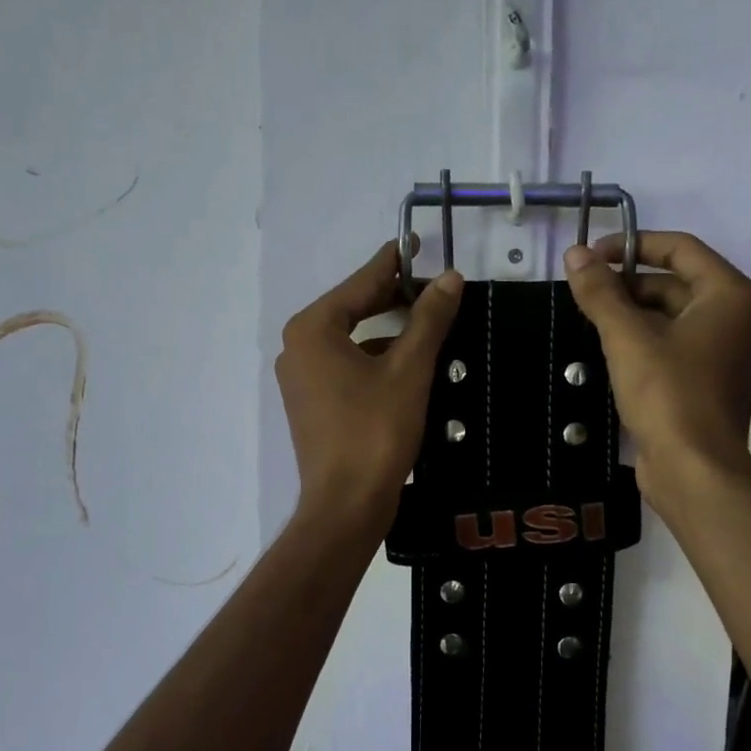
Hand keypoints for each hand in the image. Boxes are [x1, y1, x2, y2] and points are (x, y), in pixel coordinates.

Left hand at [276, 241, 462, 532]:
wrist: (346, 505)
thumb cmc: (376, 431)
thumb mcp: (409, 370)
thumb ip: (429, 319)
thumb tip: (451, 278)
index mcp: (313, 329)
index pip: (361, 283)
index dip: (394, 263)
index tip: (417, 244)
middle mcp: (298, 347)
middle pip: (353, 309)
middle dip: (394, 298)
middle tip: (435, 288)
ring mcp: (302, 378)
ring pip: (352, 340)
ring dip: (389, 332)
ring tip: (430, 326)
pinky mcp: (312, 405)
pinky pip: (347, 366)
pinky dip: (376, 359)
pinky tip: (409, 365)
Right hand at [562, 231, 750, 517]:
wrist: (694, 471)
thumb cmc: (667, 394)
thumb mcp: (627, 338)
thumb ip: (600, 292)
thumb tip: (574, 253)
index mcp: (728, 295)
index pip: (680, 248)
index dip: (632, 245)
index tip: (591, 255)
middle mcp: (733, 317)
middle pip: (674, 282)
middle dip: (627, 283)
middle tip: (583, 292)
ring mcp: (721, 351)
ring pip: (670, 315)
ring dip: (630, 313)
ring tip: (589, 319)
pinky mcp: (705, 380)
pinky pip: (671, 344)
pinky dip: (641, 340)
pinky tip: (608, 349)